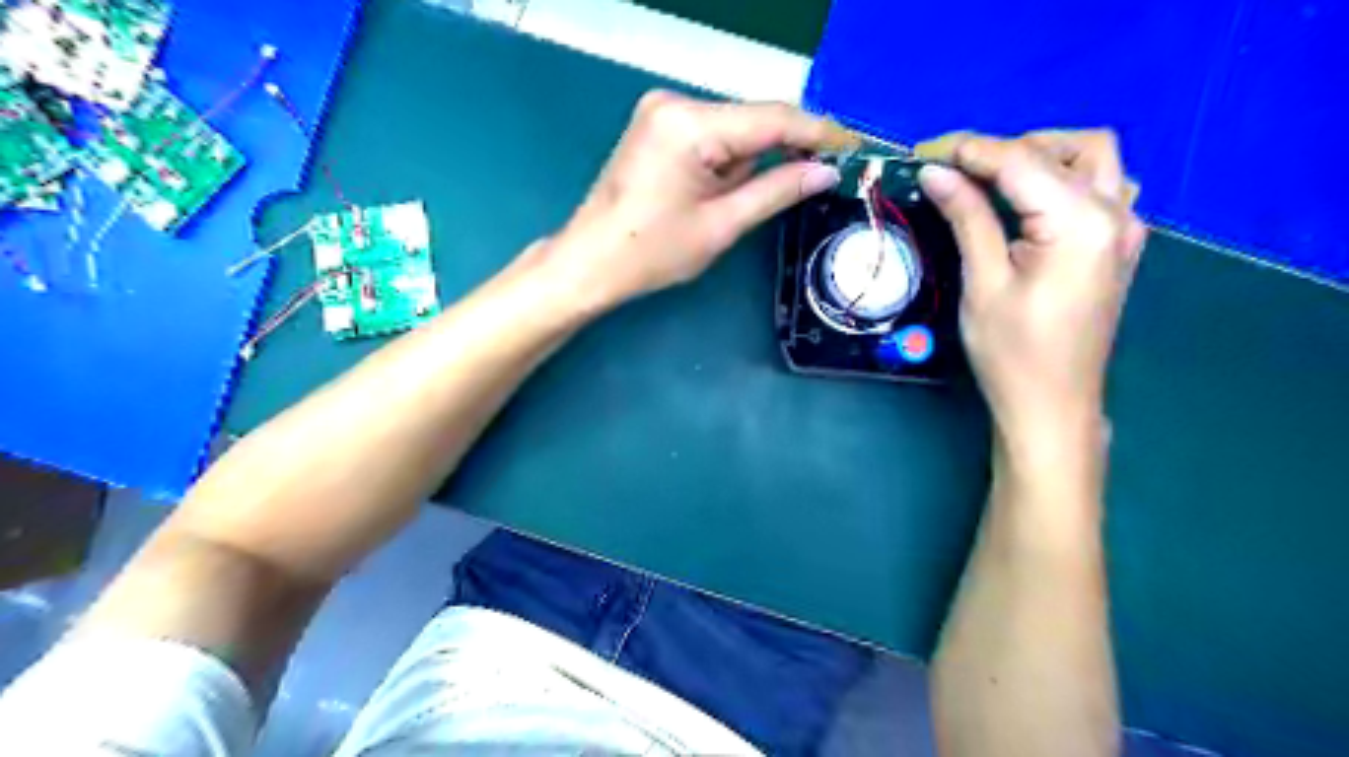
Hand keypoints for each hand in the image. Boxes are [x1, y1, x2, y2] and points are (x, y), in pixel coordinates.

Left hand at [539, 89, 851, 312]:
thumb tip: (826, 171)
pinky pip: (712, 135)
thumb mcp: (721, 225)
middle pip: (752, 120)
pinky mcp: (657, 126)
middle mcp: (675, 102)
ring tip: (740, 204)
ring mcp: (662, 112)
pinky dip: (729, 160)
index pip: (772, 119)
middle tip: (820, 177)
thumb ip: (777, 191)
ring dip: (752, 161)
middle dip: (785, 149)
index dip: (819, 131)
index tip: (855, 146)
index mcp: (690, 124)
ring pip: (733, 129)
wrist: (590, 261)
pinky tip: (724, 191)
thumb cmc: (651, 252)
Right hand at [911, 131, 1142, 450]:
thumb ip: (967, 218)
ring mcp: (1125, 229)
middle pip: (1067, 147)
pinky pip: (1103, 187)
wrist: (1052, 406)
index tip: (923, 152)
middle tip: (955, 170)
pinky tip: (1032, 202)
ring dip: (1043, 156)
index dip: (969, 150)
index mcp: (1080, 223)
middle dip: (1007, 148)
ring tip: (993, 179)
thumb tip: (935, 172)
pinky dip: (1065, 179)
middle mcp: (1115, 214)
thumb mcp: (983, 284)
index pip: (1021, 161)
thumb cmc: (1011, 353)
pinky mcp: (1118, 246)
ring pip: (1094, 159)